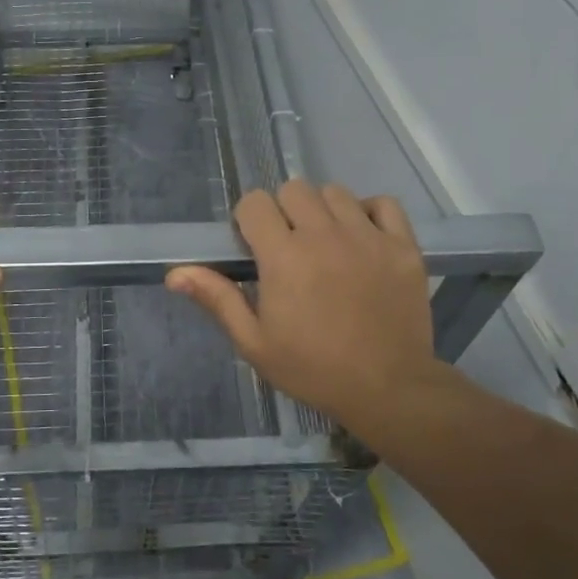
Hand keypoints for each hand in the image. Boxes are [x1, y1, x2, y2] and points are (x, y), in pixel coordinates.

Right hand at [167, 180, 437, 428]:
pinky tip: (362, 238)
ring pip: (335, 192)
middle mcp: (325, 235)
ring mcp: (368, 237)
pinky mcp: (403, 245)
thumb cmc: (313, 369)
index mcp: (284, 256)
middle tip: (290, 246)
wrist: (388, 389)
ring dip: (323, 210)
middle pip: (294, 189)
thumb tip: (175, 273)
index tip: (255, 246)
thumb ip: (217, 299)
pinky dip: (369, 213)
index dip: (249, 220)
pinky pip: (383, 204)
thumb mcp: (255, 342)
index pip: (255, 203)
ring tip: (326, 243)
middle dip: (284, 211)